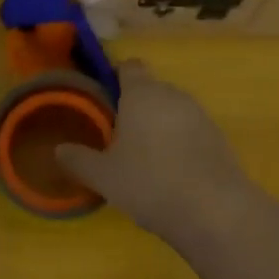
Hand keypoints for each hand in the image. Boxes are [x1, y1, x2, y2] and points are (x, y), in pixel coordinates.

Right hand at [55, 60, 254, 245]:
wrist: (215, 211)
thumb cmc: (149, 182)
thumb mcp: (102, 176)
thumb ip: (78, 159)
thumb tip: (58, 149)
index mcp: (142, 93)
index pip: (129, 67)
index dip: (115, 77)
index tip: (103, 98)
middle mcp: (174, 95)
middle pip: (151, 90)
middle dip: (135, 107)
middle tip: (117, 136)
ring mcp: (201, 116)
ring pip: (172, 112)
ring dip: (159, 127)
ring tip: (143, 159)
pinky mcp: (220, 140)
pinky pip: (191, 133)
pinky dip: (179, 145)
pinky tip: (170, 175)